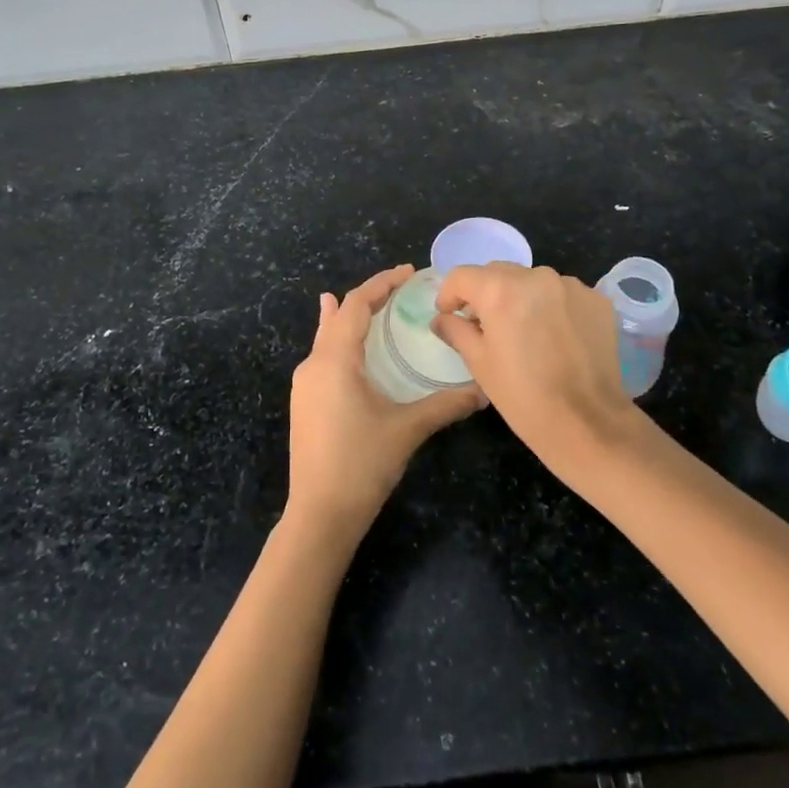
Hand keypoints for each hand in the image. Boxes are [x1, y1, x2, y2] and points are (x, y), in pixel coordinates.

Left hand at [285, 265, 482, 542]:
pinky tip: (346, 346)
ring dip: (350, 317)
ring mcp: (304, 385)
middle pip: (340, 316)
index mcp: (334, 360)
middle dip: (369, 297)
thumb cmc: (361, 465)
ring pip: (327, 336)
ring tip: (372, 303)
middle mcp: (313, 364)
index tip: (409, 272)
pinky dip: (339, 340)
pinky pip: (322, 356)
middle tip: (401, 288)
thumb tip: (484, 391)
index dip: (382, 284)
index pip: (357, 305)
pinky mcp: (304, 402)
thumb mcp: (407, 430)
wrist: (319, 515)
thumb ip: (445, 405)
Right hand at [432, 264, 636, 468]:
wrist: (589, 423)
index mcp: (500, 290)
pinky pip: (562, 294)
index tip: (449, 315)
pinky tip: (555, 337)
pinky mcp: (596, 300)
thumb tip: (442, 319)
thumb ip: (456, 331)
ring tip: (524, 332)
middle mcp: (536, 276)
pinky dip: (551, 307)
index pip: (462, 276)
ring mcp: (571, 286)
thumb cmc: (523, 396)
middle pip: (498, 273)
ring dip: (520, 298)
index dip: (449, 294)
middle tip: (484, 326)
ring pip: (532, 281)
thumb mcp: (480, 364)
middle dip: (485, 293)